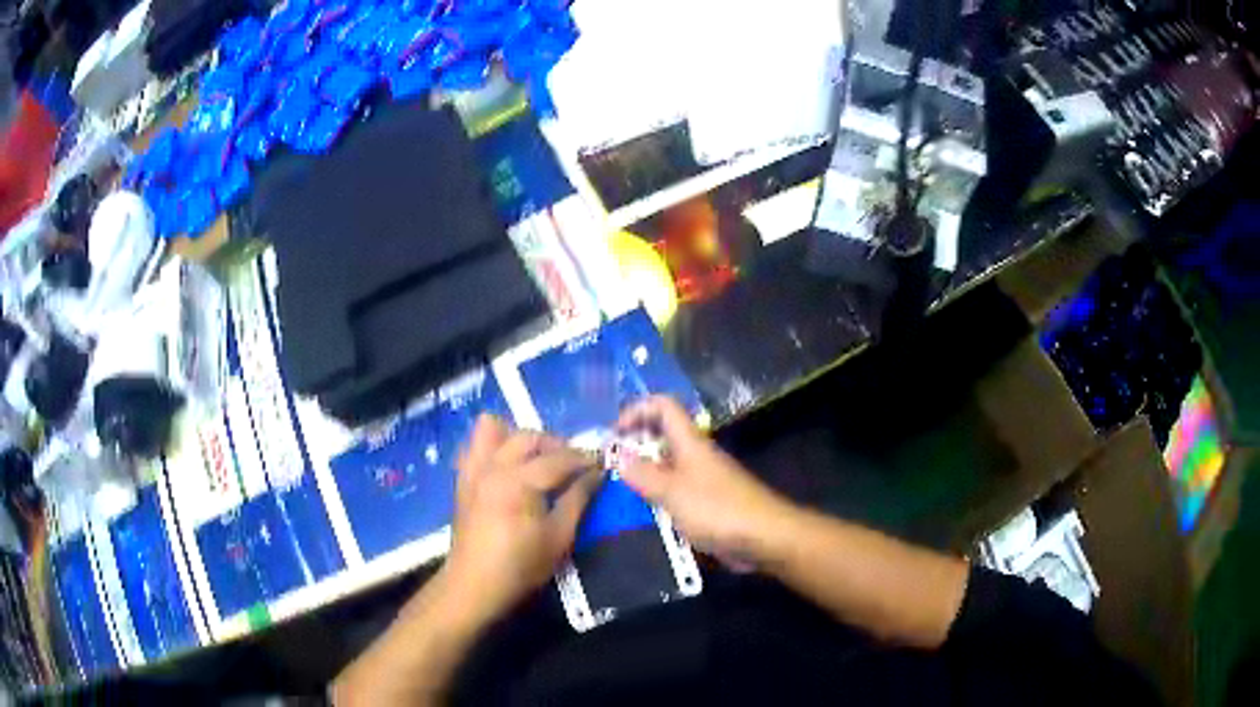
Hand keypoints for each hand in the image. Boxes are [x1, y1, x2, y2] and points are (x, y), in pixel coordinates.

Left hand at [443, 414, 600, 626]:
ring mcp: (473, 470)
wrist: (474, 586)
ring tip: (539, 458)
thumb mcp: (559, 537)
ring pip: (495, 430)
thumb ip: (577, 499)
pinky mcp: (463, 479)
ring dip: (521, 438)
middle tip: (575, 464)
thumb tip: (596, 474)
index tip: (603, 463)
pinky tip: (507, 464)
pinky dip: (493, 445)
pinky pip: (474, 445)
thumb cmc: (520, 567)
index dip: (584, 458)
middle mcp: (493, 466)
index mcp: (518, 482)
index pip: (558, 458)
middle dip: (556, 444)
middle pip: (529, 437)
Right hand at [616, 396, 790, 566]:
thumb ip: (643, 474)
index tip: (613, 434)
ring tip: (620, 491)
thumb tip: (617, 453)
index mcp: (690, 442)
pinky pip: (676, 491)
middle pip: (663, 435)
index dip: (636, 410)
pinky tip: (645, 515)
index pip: (663, 406)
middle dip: (635, 444)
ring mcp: (703, 479)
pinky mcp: (708, 503)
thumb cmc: (717, 509)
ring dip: (644, 473)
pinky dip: (658, 496)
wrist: (764, 537)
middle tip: (609, 465)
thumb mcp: (672, 492)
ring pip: (668, 465)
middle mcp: (696, 455)